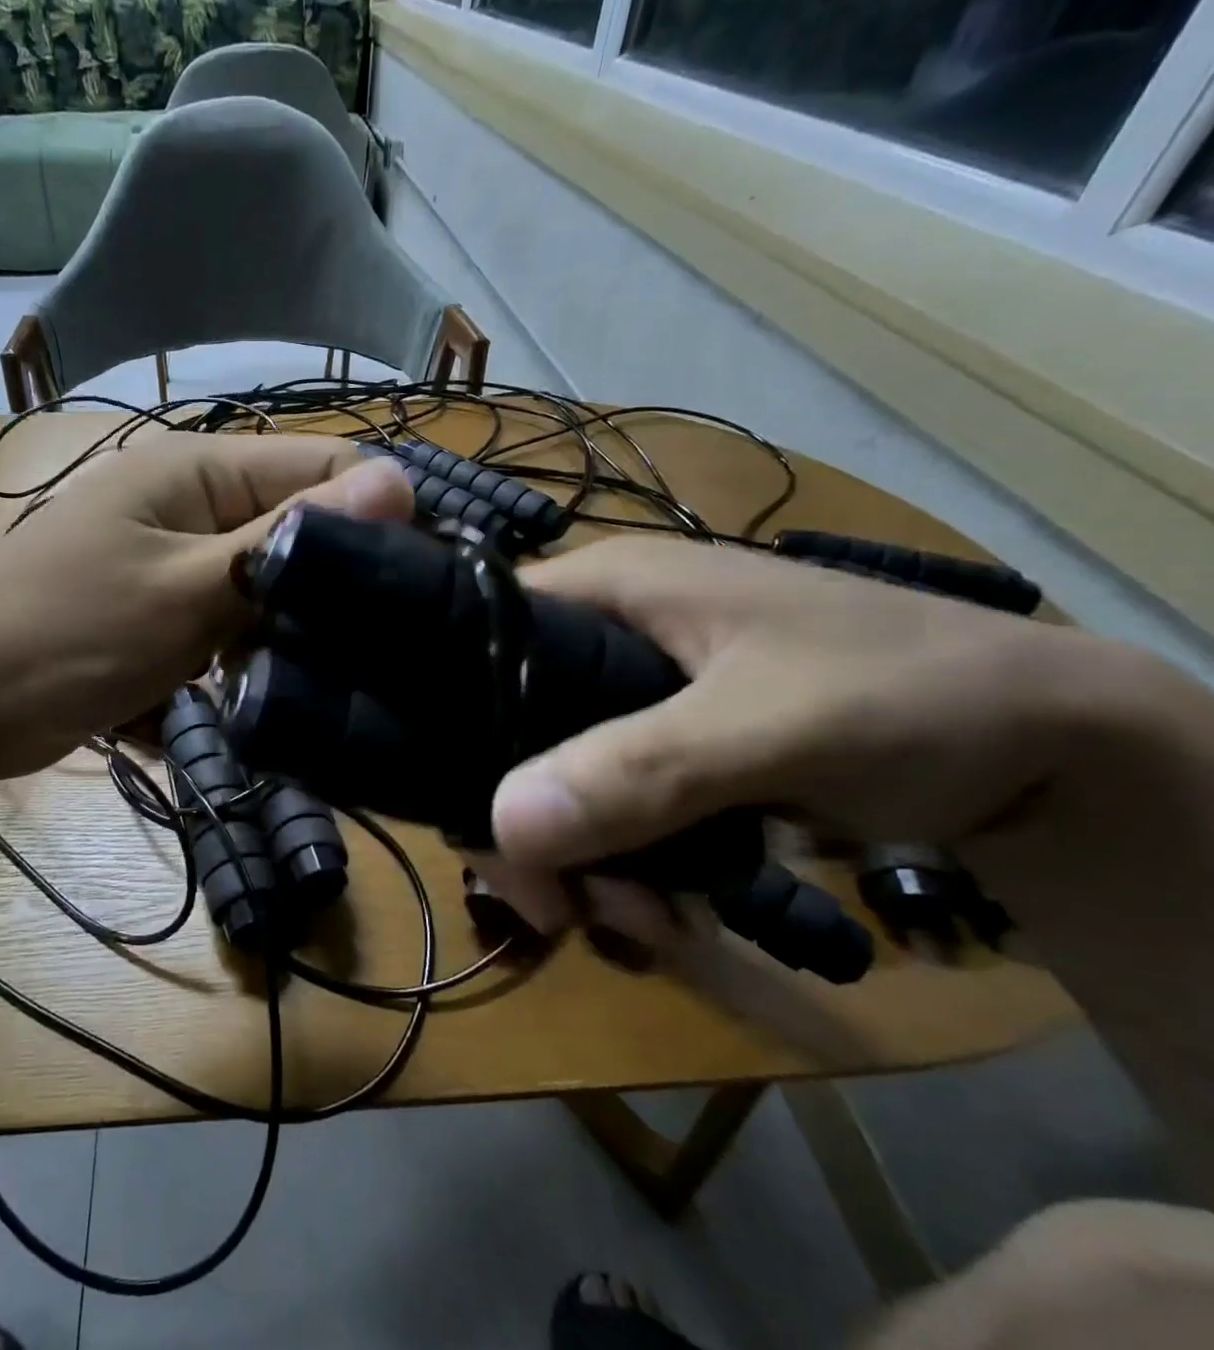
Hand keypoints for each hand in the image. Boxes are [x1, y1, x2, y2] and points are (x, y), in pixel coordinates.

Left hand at [0, 434, 412, 781]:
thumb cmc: (64, 639)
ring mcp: (165, 553)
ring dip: (281, 627)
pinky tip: (249, 693)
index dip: (374, 517)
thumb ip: (287, 540)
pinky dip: (236, 652)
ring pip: (259, 578)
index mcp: (194, 467)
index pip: (321, 466)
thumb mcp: (186, 591)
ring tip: (308, 681)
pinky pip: (220, 616)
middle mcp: (183, 497)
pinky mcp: (151, 603)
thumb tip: (401, 480)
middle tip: (366, 651)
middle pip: (290, 525)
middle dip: (326, 584)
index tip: (415, 590)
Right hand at [480, 536, 1173, 934]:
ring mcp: (629, 694)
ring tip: (647, 921)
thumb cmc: (909, 694)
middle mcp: (600, 633)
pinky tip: (667, 908)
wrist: (1052, 748)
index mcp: (605, 588)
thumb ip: (639, 772)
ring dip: (582, 860)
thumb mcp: (773, 728)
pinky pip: (601, 806)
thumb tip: (502, 827)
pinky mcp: (661, 747)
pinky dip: (620, 864)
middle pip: (506, 726)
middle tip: (566, 907)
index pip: (476, 637)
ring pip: (552, 777)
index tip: (480, 824)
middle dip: (530, 823)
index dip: (455, 720)